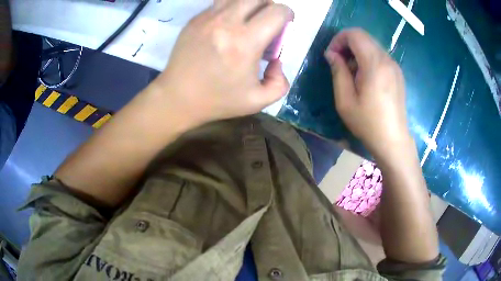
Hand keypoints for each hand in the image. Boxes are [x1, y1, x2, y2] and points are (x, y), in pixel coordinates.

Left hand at [151, 0, 292, 125]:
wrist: (177, 97)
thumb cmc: (217, 100)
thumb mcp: (257, 101)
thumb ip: (280, 83)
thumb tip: (277, 59)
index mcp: (245, 43)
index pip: (276, 12)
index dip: (287, 14)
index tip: (285, 24)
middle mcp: (226, 23)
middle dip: (270, 6)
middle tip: (267, 22)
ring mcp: (208, 18)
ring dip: (250, 4)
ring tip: (249, 19)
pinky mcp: (195, 19)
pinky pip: (220, 4)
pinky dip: (231, 9)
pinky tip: (228, 25)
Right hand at [324, 28, 410, 158]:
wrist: (393, 140)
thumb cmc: (368, 123)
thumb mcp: (345, 100)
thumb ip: (338, 72)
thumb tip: (331, 54)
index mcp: (374, 64)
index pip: (355, 34)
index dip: (339, 39)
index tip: (332, 56)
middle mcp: (387, 60)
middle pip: (364, 37)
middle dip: (347, 44)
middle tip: (338, 63)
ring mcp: (394, 66)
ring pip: (372, 45)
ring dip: (357, 52)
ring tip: (351, 73)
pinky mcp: (397, 73)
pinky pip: (379, 56)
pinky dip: (368, 59)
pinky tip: (365, 78)